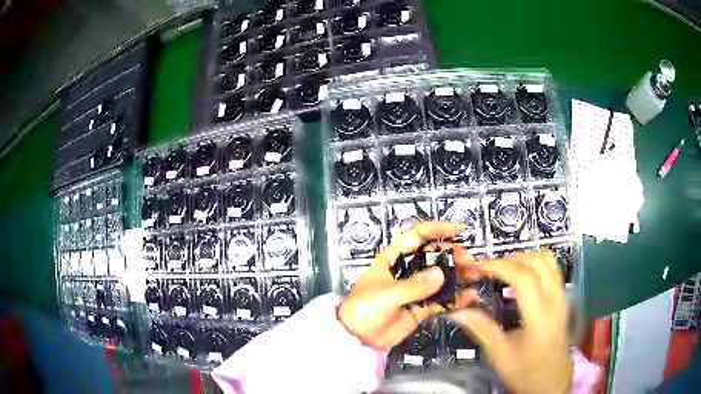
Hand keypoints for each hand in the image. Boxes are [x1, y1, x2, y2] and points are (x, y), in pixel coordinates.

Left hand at [338, 221, 481, 349]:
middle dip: (454, 255)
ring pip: (442, 277)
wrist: (357, 337)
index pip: (418, 236)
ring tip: (475, 275)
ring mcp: (416, 290)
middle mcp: (408, 271)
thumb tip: (440, 273)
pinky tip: (470, 297)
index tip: (460, 230)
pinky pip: (442, 300)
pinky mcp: (421, 307)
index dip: (439, 229)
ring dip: (459, 275)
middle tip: (470, 262)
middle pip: (435, 256)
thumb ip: (413, 286)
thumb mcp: (386, 295)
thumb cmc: (363, 308)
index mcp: (394, 259)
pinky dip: (456, 298)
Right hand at [450, 251, 571, 393]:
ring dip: (525, 258)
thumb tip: (458, 312)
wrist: (552, 380)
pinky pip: (552, 268)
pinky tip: (522, 278)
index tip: (480, 267)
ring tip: (506, 271)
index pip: (524, 277)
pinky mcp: (563, 298)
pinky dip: (536, 263)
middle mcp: (555, 300)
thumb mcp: (501, 357)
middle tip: (491, 270)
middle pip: (538, 261)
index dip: (500, 265)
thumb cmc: (526, 371)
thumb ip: (482, 330)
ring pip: (548, 260)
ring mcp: (562, 296)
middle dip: (511, 259)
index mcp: (540, 317)